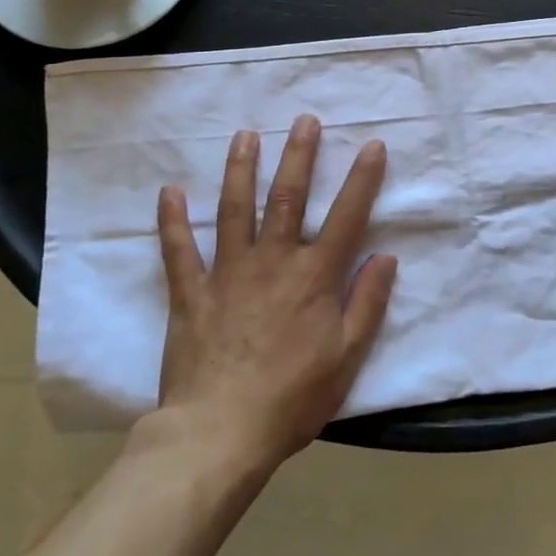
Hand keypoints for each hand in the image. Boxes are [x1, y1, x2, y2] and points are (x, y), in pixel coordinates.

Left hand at [137, 114, 397, 469]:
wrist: (219, 435)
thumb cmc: (293, 398)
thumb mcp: (347, 356)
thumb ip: (368, 302)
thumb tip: (385, 256)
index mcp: (314, 276)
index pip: (347, 216)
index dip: (363, 178)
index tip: (372, 144)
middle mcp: (273, 261)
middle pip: (288, 198)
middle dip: (299, 156)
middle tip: (304, 120)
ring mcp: (228, 273)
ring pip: (234, 210)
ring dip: (241, 169)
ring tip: (245, 136)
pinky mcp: (191, 293)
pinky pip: (179, 250)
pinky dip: (172, 220)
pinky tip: (169, 191)